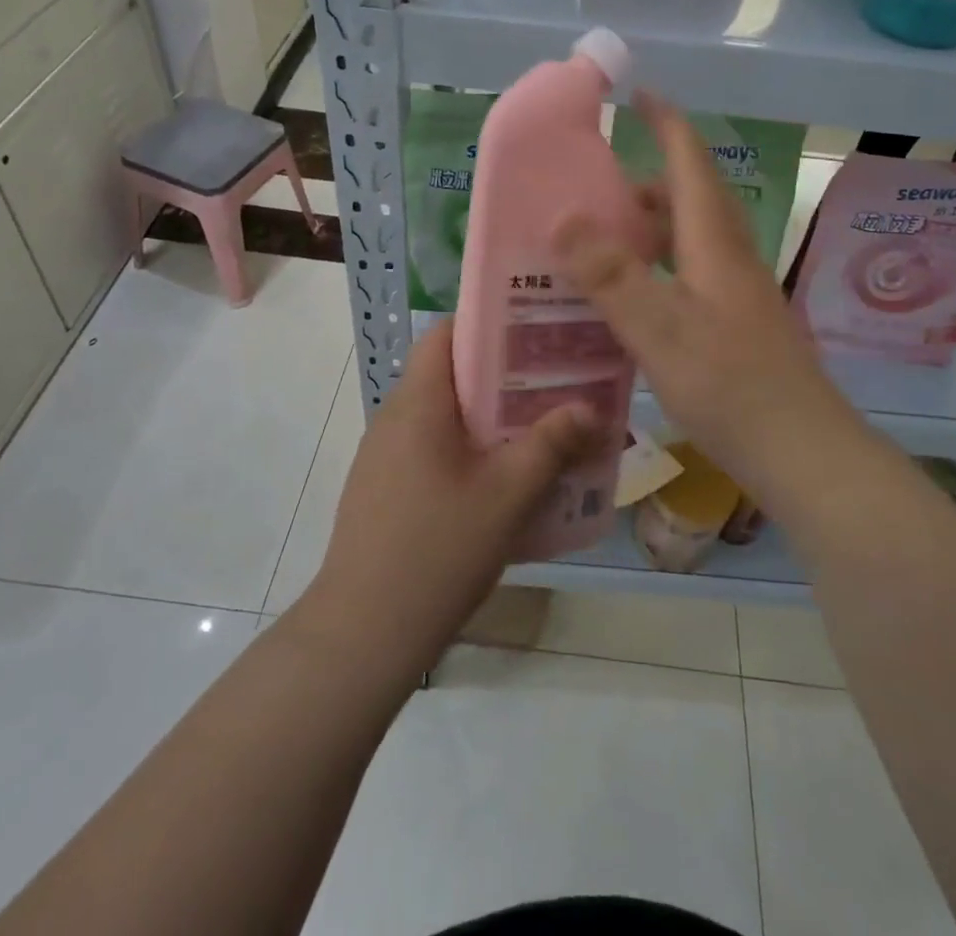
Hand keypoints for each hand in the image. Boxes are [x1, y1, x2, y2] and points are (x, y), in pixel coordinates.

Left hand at [304, 320, 607, 680]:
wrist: (364, 632)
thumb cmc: (438, 548)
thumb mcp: (508, 495)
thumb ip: (550, 445)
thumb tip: (590, 408)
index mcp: (418, 403)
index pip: (445, 333)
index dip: (488, 324)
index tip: (534, 333)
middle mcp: (394, 417)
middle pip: (449, 374)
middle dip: (501, 376)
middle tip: (553, 385)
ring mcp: (383, 456)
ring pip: (442, 416)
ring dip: (487, 418)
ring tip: (537, 430)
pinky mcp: (382, 489)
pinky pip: (430, 449)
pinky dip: (466, 450)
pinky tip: (500, 483)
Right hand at [552, 93, 874, 518]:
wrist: (805, 455)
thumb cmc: (733, 388)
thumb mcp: (662, 330)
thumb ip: (612, 275)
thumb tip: (562, 216)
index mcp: (715, 244)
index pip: (691, 164)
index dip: (667, 124)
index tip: (639, 94)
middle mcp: (730, 259)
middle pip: (690, 200)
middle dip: (646, 181)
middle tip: (595, 190)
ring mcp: (737, 294)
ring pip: (690, 240)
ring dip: (650, 227)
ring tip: (602, 243)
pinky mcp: (737, 326)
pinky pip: (690, 275)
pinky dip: (657, 269)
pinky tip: (631, 301)